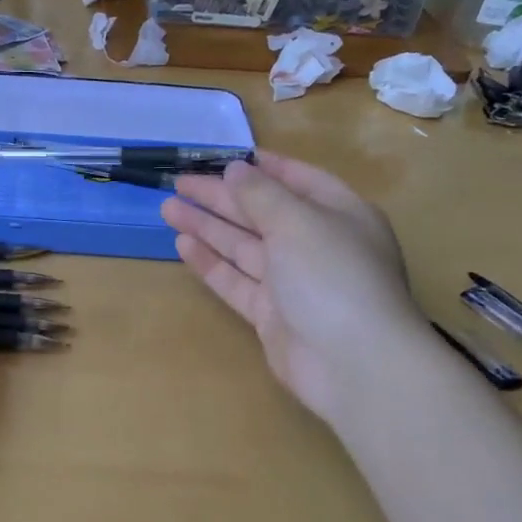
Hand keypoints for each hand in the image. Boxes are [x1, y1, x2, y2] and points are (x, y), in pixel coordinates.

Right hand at [160, 152, 426, 427]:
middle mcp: (317, 246)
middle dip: (221, 197)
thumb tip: (235, 169)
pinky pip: (237, 281)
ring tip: (168, 209)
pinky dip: (211, 262)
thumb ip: (261, 194)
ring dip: (208, 227)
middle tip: (179, 183)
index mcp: (339, 215)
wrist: (353, 364)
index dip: (264, 168)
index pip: (299, 181)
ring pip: (244, 247)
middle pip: (262, 214)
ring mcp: (293, 283)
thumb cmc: (333, 275)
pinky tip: (183, 245)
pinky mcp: (271, 315)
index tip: (226, 157)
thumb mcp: (297, 221)